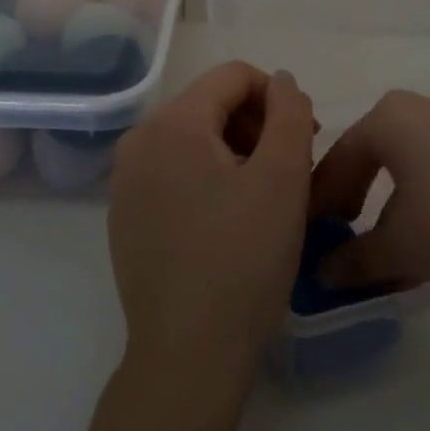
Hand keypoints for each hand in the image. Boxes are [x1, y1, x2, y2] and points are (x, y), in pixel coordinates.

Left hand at [108, 62, 315, 385]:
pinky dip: (207, 178)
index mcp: (172, 123)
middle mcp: (138, 141)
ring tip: (263, 197)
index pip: (233, 76)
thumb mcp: (284, 178)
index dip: (277, 98)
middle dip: (256, 126)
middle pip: (210, 104)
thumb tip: (280, 82)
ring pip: (193, 139)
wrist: (187, 354)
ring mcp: (125, 180)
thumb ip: (290, 112)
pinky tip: (228, 221)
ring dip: (235, 152)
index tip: (305, 139)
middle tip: (290, 171)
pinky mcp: (124, 214)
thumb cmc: (243, 259)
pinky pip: (173, 171)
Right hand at [311, 90, 429, 294]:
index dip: (318, 202)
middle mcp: (422, 108)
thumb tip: (323, 273)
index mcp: (389, 118)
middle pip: (372, 156)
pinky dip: (425, 202)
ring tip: (389, 252)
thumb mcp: (400, 248)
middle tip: (342, 239)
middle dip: (353, 200)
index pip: (338, 160)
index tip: (309, 237)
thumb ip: (354, 260)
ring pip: (409, 165)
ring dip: (390, 206)